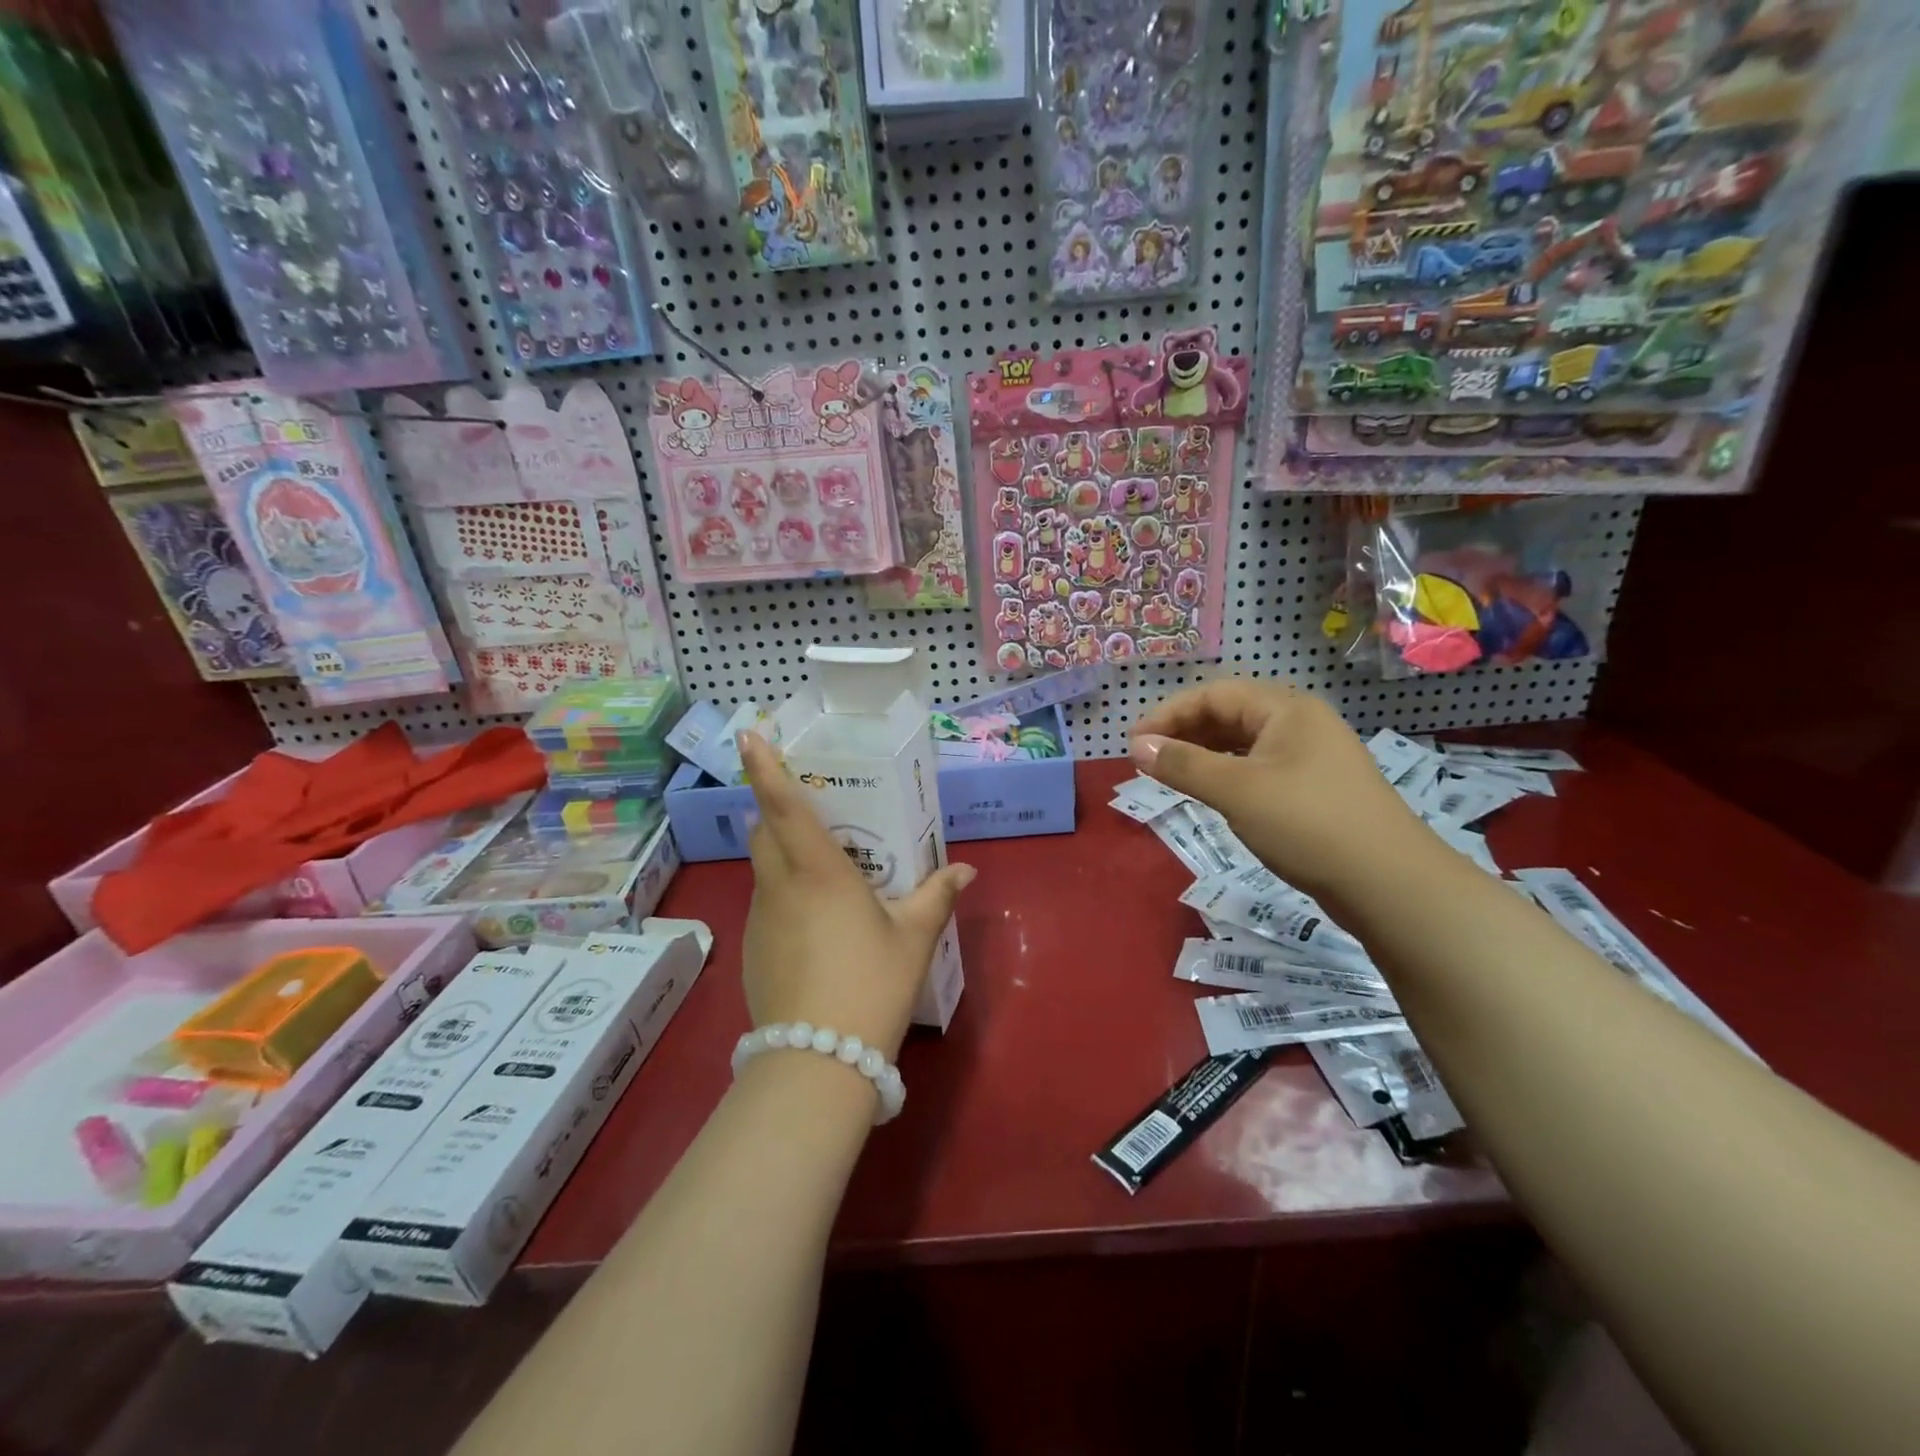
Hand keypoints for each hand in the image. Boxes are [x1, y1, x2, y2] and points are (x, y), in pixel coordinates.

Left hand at [738, 732, 973, 1059]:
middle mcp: (779, 886)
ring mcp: (758, 920)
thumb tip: (965, 870)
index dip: (763, 766)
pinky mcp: (751, 950)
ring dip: (784, 857)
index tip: (747, 732)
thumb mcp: (914, 937)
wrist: (817, 1062)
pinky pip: (766, 905)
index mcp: (817, 871)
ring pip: (764, 870)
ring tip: (826, 875)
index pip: (782, 805)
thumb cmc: (872, 984)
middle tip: (810, 810)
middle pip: (764, 831)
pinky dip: (784, 898)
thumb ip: (937, 896)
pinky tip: (817, 928)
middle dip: (775, 810)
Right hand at [1129, 681, 1428, 907]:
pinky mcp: (1315, 789)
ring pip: (1243, 743)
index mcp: (1286, 709)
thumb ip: (1183, 765)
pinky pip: (1258, 768)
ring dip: (1203, 754)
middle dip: (1184, 732)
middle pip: (1229, 714)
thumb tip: (1136, 746)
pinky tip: (1212, 793)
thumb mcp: (1237, 791)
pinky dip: (1227, 775)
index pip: (1214, 694)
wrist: (1389, 884)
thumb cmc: (1308, 824)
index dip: (1168, 714)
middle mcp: (1300, 723)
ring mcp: (1311, 757)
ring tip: (1170, 775)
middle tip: (1146, 759)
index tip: (1133, 743)